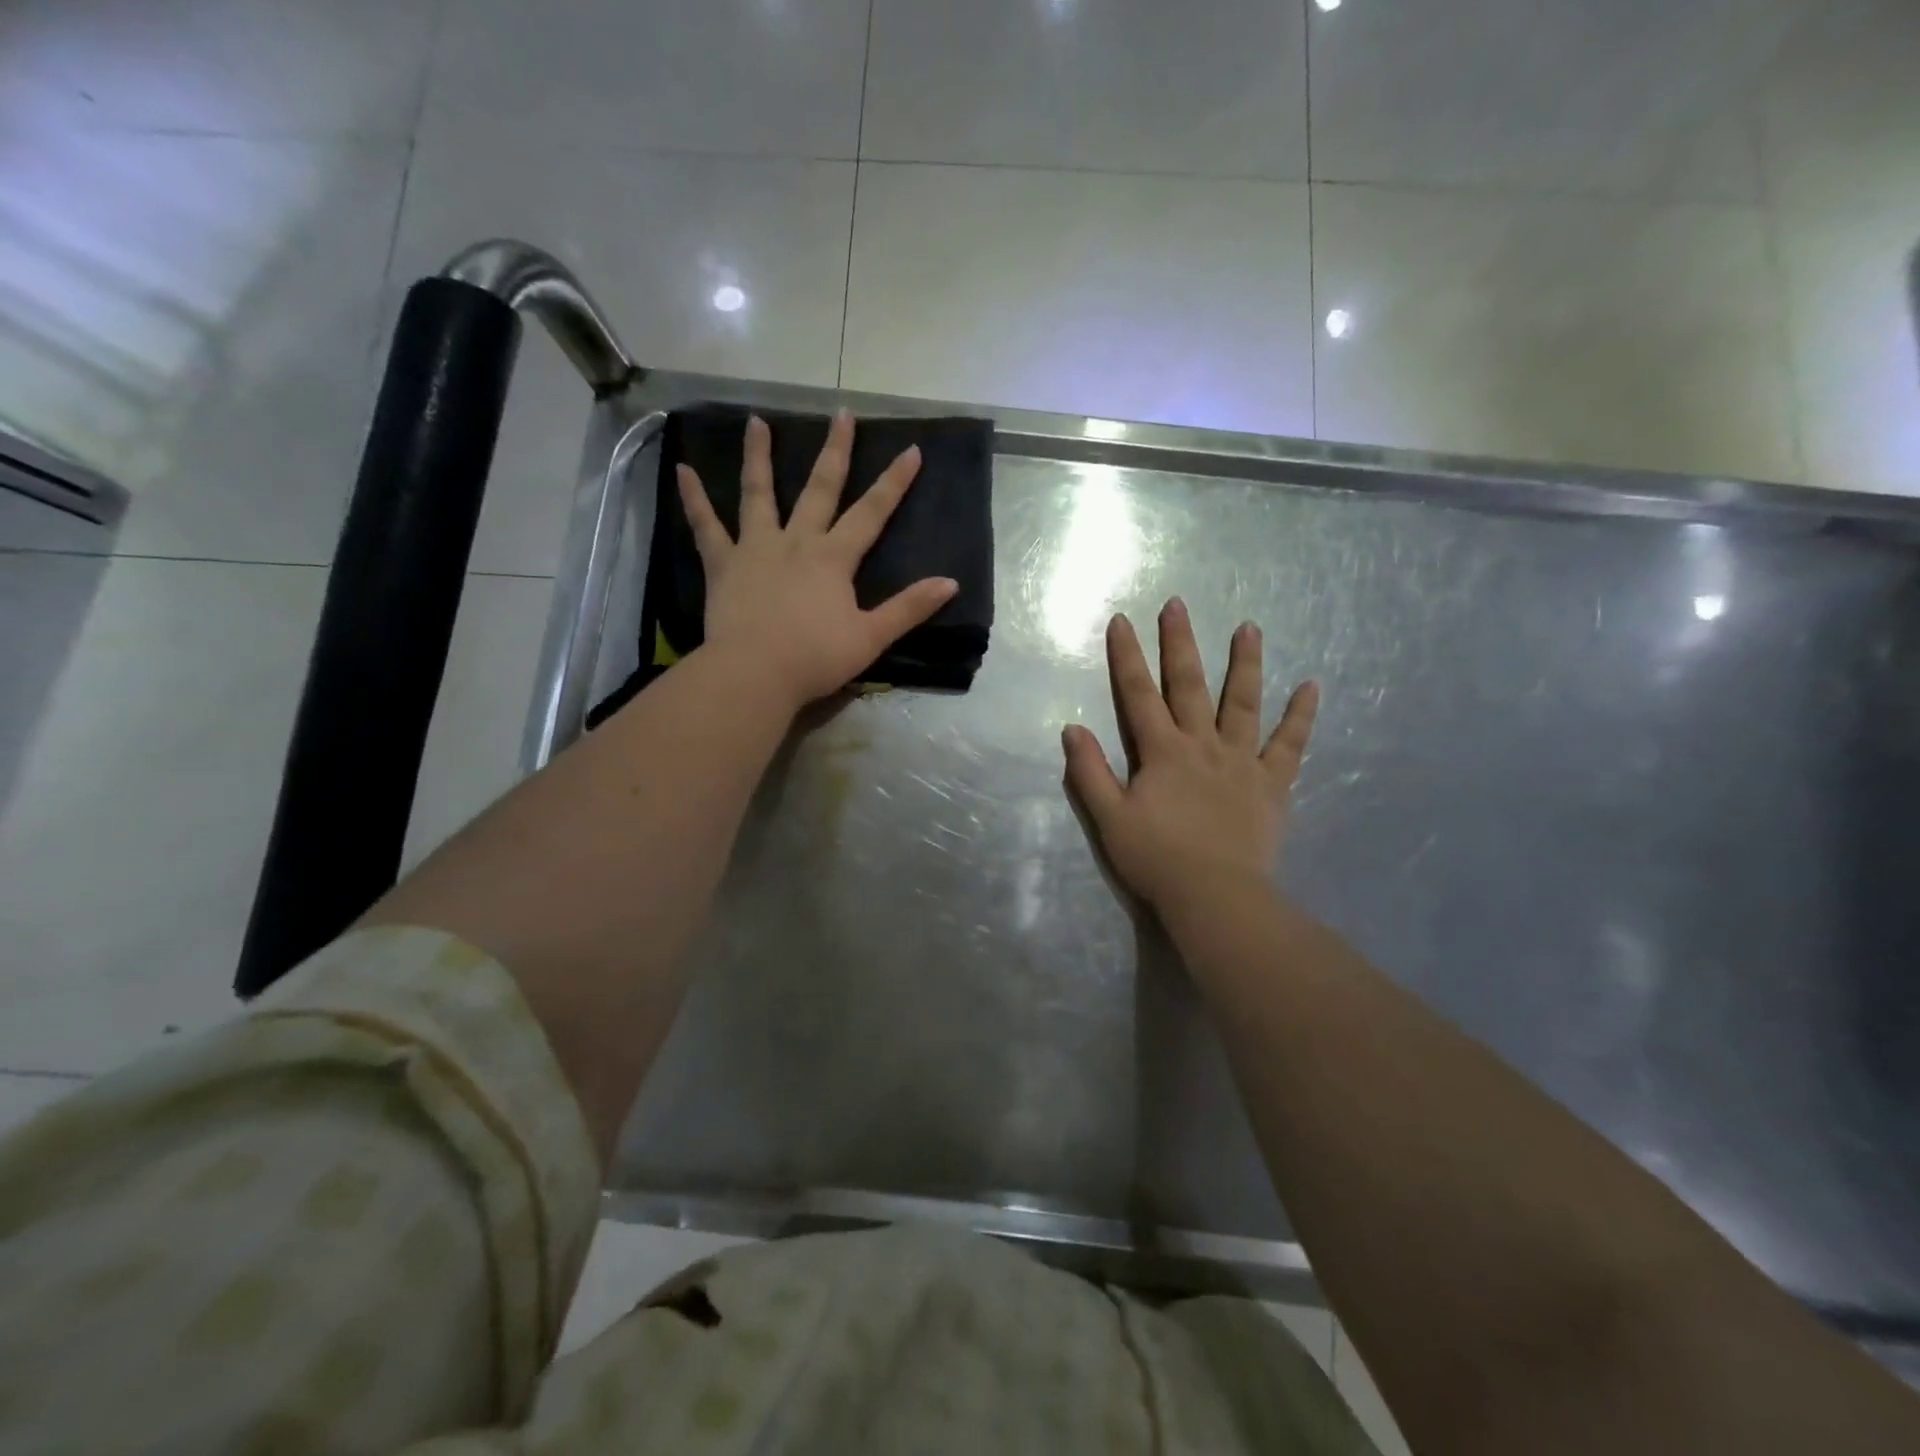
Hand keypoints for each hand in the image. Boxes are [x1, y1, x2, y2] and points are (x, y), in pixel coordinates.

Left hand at [676, 410, 957, 711]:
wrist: (755, 674)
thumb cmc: (816, 658)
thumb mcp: (871, 637)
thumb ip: (909, 608)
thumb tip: (951, 583)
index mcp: (834, 558)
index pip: (872, 513)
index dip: (894, 482)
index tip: (911, 449)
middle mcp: (796, 541)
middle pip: (819, 489)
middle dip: (835, 451)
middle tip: (841, 414)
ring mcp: (756, 548)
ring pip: (758, 494)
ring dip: (758, 456)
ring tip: (756, 422)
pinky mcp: (723, 565)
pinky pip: (706, 527)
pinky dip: (694, 499)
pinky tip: (682, 470)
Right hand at [1062, 598, 1317, 917]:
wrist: (1215, 896)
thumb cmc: (1156, 859)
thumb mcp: (1109, 818)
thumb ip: (1089, 771)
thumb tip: (1072, 728)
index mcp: (1162, 751)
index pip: (1139, 694)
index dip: (1127, 656)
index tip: (1121, 620)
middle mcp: (1202, 744)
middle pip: (1190, 685)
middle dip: (1180, 643)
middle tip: (1178, 604)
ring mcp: (1241, 761)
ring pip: (1244, 702)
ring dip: (1245, 663)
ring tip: (1249, 627)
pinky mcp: (1272, 784)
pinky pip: (1290, 744)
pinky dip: (1301, 715)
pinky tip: (1312, 686)